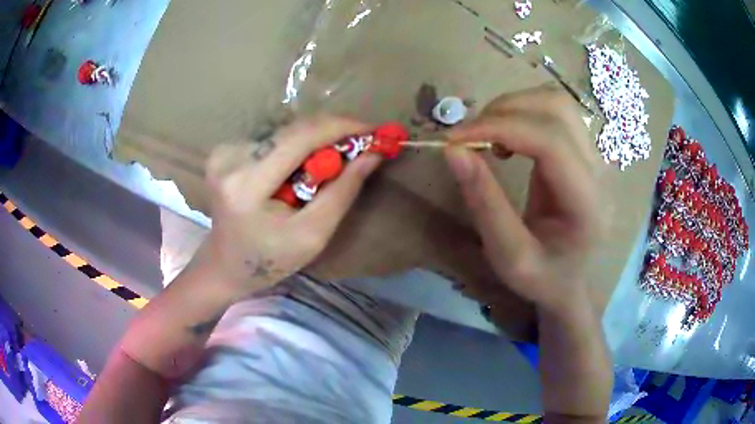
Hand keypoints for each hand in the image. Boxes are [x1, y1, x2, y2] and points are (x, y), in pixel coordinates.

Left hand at [198, 116, 381, 294]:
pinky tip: (302, 166)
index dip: (341, 127)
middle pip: (293, 129)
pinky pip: (272, 138)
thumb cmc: (270, 259)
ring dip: (315, 140)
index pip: (300, 137)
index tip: (374, 129)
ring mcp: (223, 151)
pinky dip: (295, 146)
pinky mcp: (224, 150)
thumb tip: (372, 155)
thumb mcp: (313, 235)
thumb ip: (343, 192)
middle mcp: (230, 158)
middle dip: (332, 132)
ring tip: (333, 161)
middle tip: (362, 144)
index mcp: (247, 184)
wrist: (226, 265)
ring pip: (284, 131)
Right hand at [444, 86, 598, 312]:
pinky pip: (555, 113)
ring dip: (514, 106)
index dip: (501, 128)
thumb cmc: (543, 278)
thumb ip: (484, 203)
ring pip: (557, 102)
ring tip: (487, 135)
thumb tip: (453, 150)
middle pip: (557, 109)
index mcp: (588, 204)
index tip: (455, 138)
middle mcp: (600, 171)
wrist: (571, 281)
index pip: (551, 142)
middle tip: (468, 137)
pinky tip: (507, 137)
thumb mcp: (508, 256)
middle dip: (505, 111)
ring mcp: (596, 157)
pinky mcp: (584, 151)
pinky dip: (523, 113)